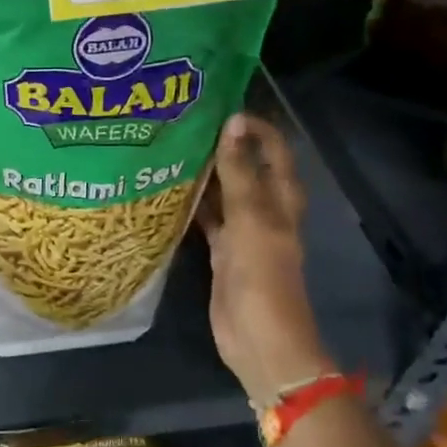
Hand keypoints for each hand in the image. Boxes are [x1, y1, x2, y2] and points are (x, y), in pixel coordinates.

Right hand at [196, 114, 327, 405]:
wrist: (261, 341)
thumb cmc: (263, 277)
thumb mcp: (252, 219)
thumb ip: (240, 172)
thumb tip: (233, 121)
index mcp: (282, 198)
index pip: (272, 148)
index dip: (252, 125)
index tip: (216, 106)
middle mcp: (264, 208)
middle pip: (245, 166)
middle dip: (221, 144)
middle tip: (181, 121)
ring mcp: (242, 230)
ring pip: (222, 191)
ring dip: (202, 172)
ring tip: (167, 146)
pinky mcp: (222, 251)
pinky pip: (206, 217)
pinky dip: (190, 203)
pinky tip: (163, 189)